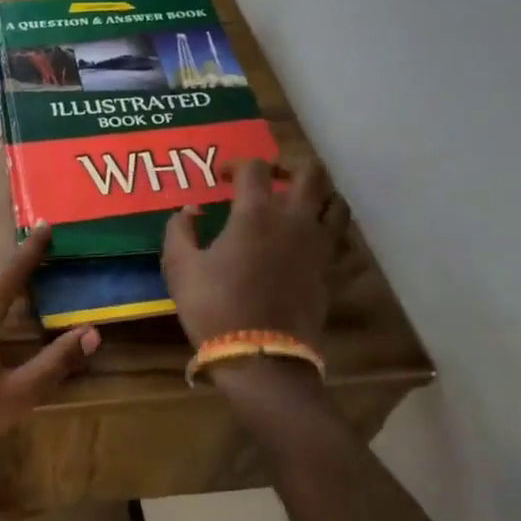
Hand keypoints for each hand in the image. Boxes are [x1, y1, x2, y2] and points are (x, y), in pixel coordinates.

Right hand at [161, 157, 349, 351]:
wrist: (261, 356)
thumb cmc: (214, 306)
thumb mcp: (180, 267)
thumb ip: (179, 230)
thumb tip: (189, 211)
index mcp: (256, 213)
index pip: (255, 168)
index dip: (236, 164)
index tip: (221, 176)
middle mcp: (294, 220)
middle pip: (309, 173)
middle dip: (288, 166)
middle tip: (269, 177)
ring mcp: (319, 246)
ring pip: (335, 203)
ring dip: (317, 194)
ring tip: (297, 202)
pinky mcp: (331, 271)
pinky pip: (341, 238)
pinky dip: (329, 229)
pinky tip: (310, 238)